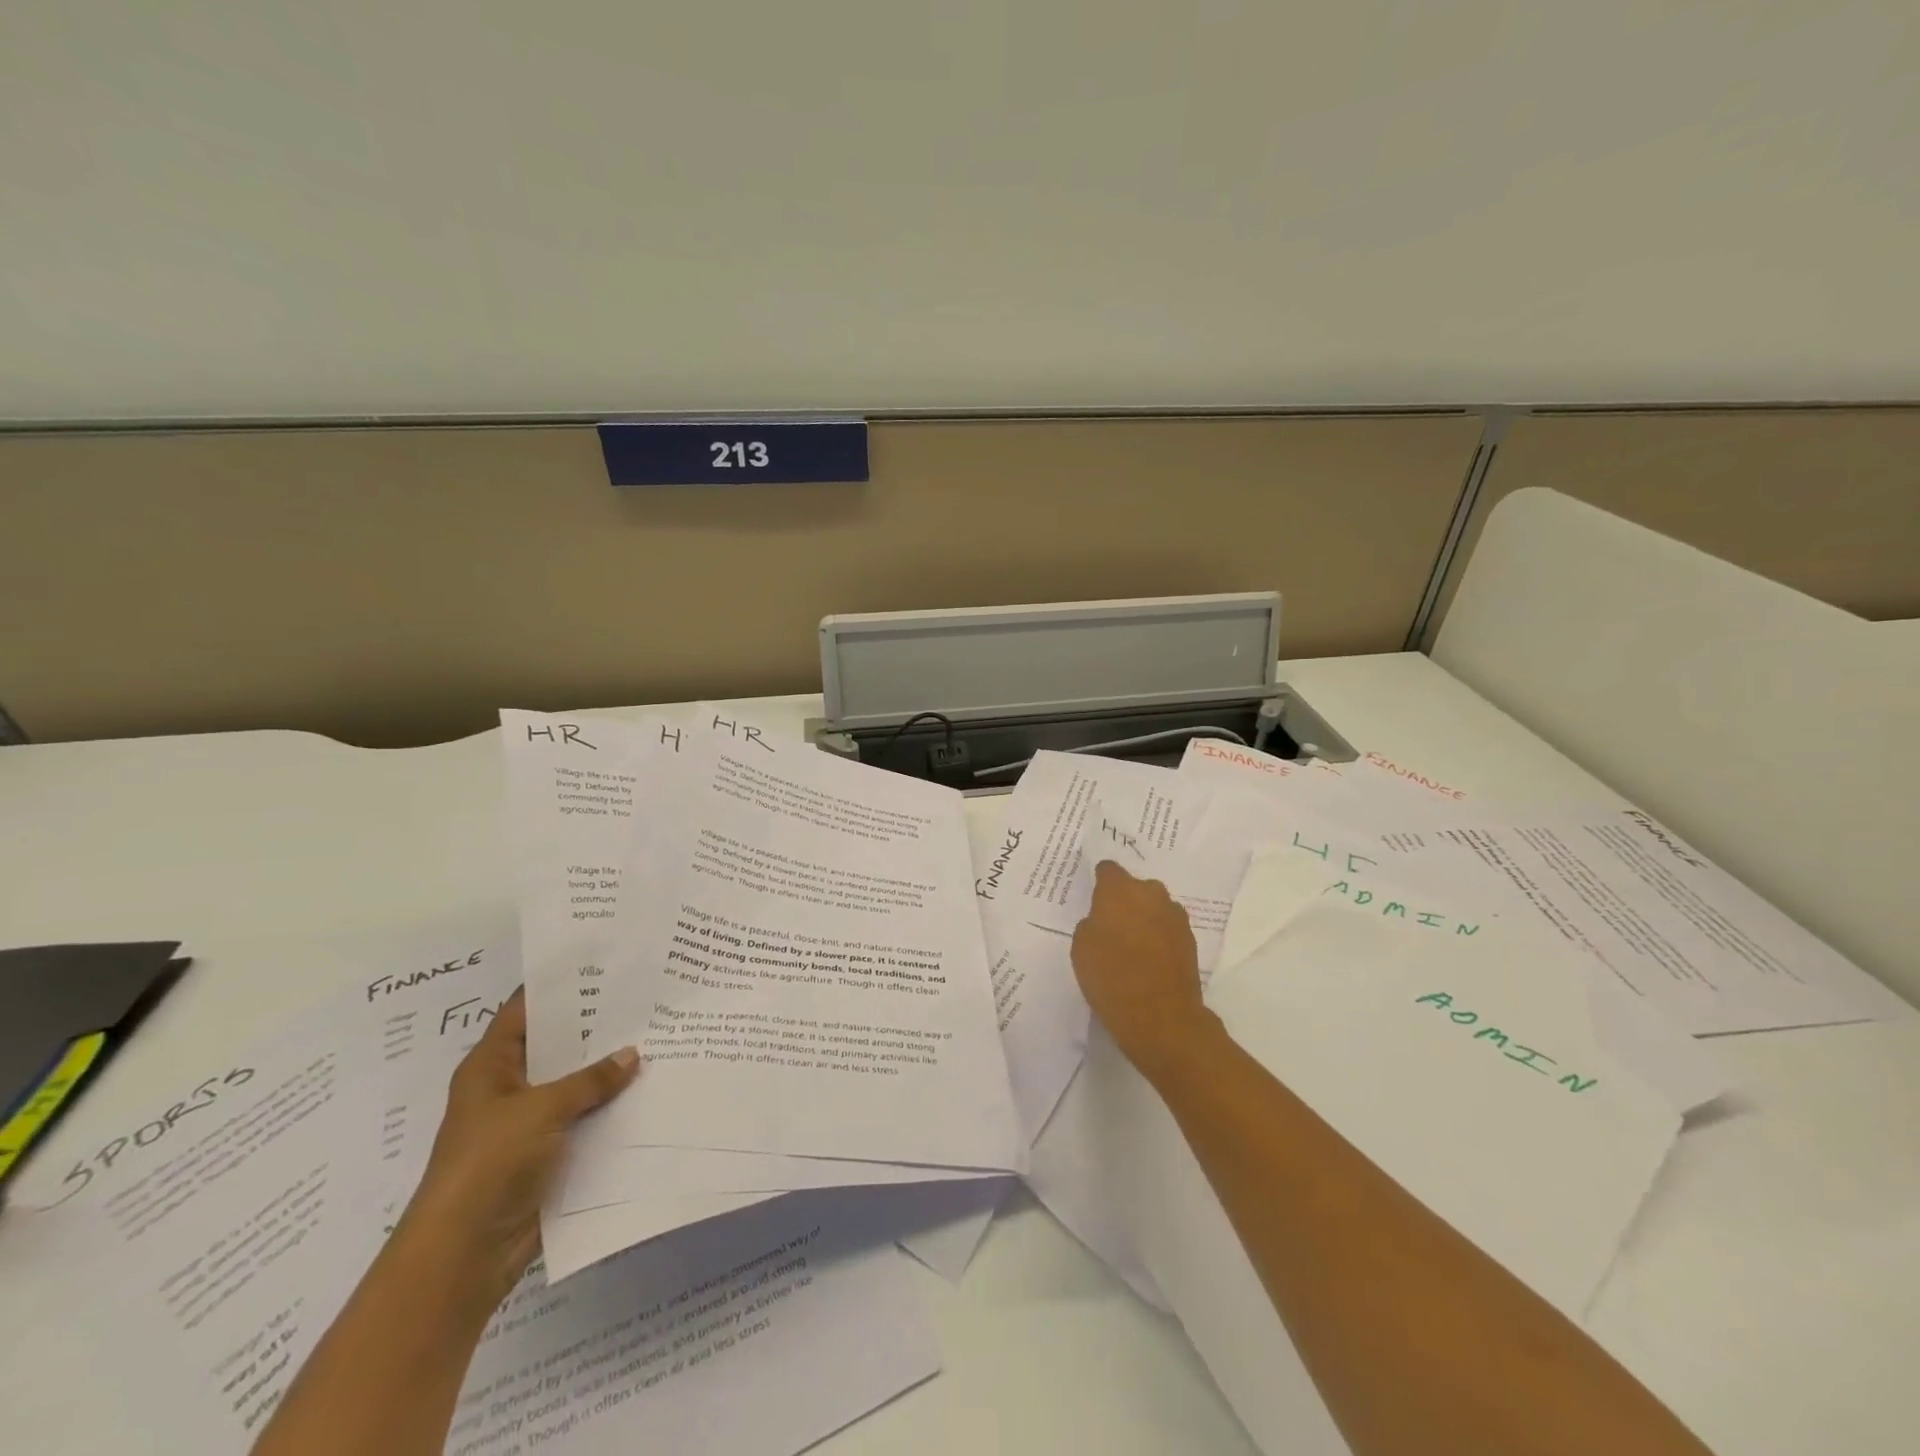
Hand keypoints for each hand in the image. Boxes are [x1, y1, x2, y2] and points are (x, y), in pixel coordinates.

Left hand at [399, 989, 638, 1308]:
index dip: (559, 986)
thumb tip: (632, 1054)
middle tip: (645, 998)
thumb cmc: (489, 1164)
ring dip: (608, 1071)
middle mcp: (509, 1088)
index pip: (525, 1010)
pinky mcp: (547, 1155)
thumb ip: (590, 1079)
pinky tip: (649, 1091)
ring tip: (659, 1038)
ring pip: (575, 1085)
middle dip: (596, 1027)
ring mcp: (528, 1124)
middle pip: (556, 1046)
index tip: (603, 963)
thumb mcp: (541, 1109)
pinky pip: (584, 1121)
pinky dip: (610, 1109)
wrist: (463, 1256)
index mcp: (491, 1067)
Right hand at [1071, 860, 1221, 1079]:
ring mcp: (1175, 915)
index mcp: (1119, 890)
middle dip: (1125, 900)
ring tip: (1133, 944)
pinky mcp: (1190, 938)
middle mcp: (1151, 893)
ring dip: (1145, 917)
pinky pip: (1168, 928)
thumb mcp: (1081, 948)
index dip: (1101, 882)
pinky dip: (1159, 936)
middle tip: (1112, 925)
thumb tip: (1102, 921)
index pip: (1108, 870)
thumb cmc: (1110, 977)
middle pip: (1135, 887)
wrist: (1160, 1016)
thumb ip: (1091, 924)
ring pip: (1154, 907)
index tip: (1095, 898)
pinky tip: (1150, 958)